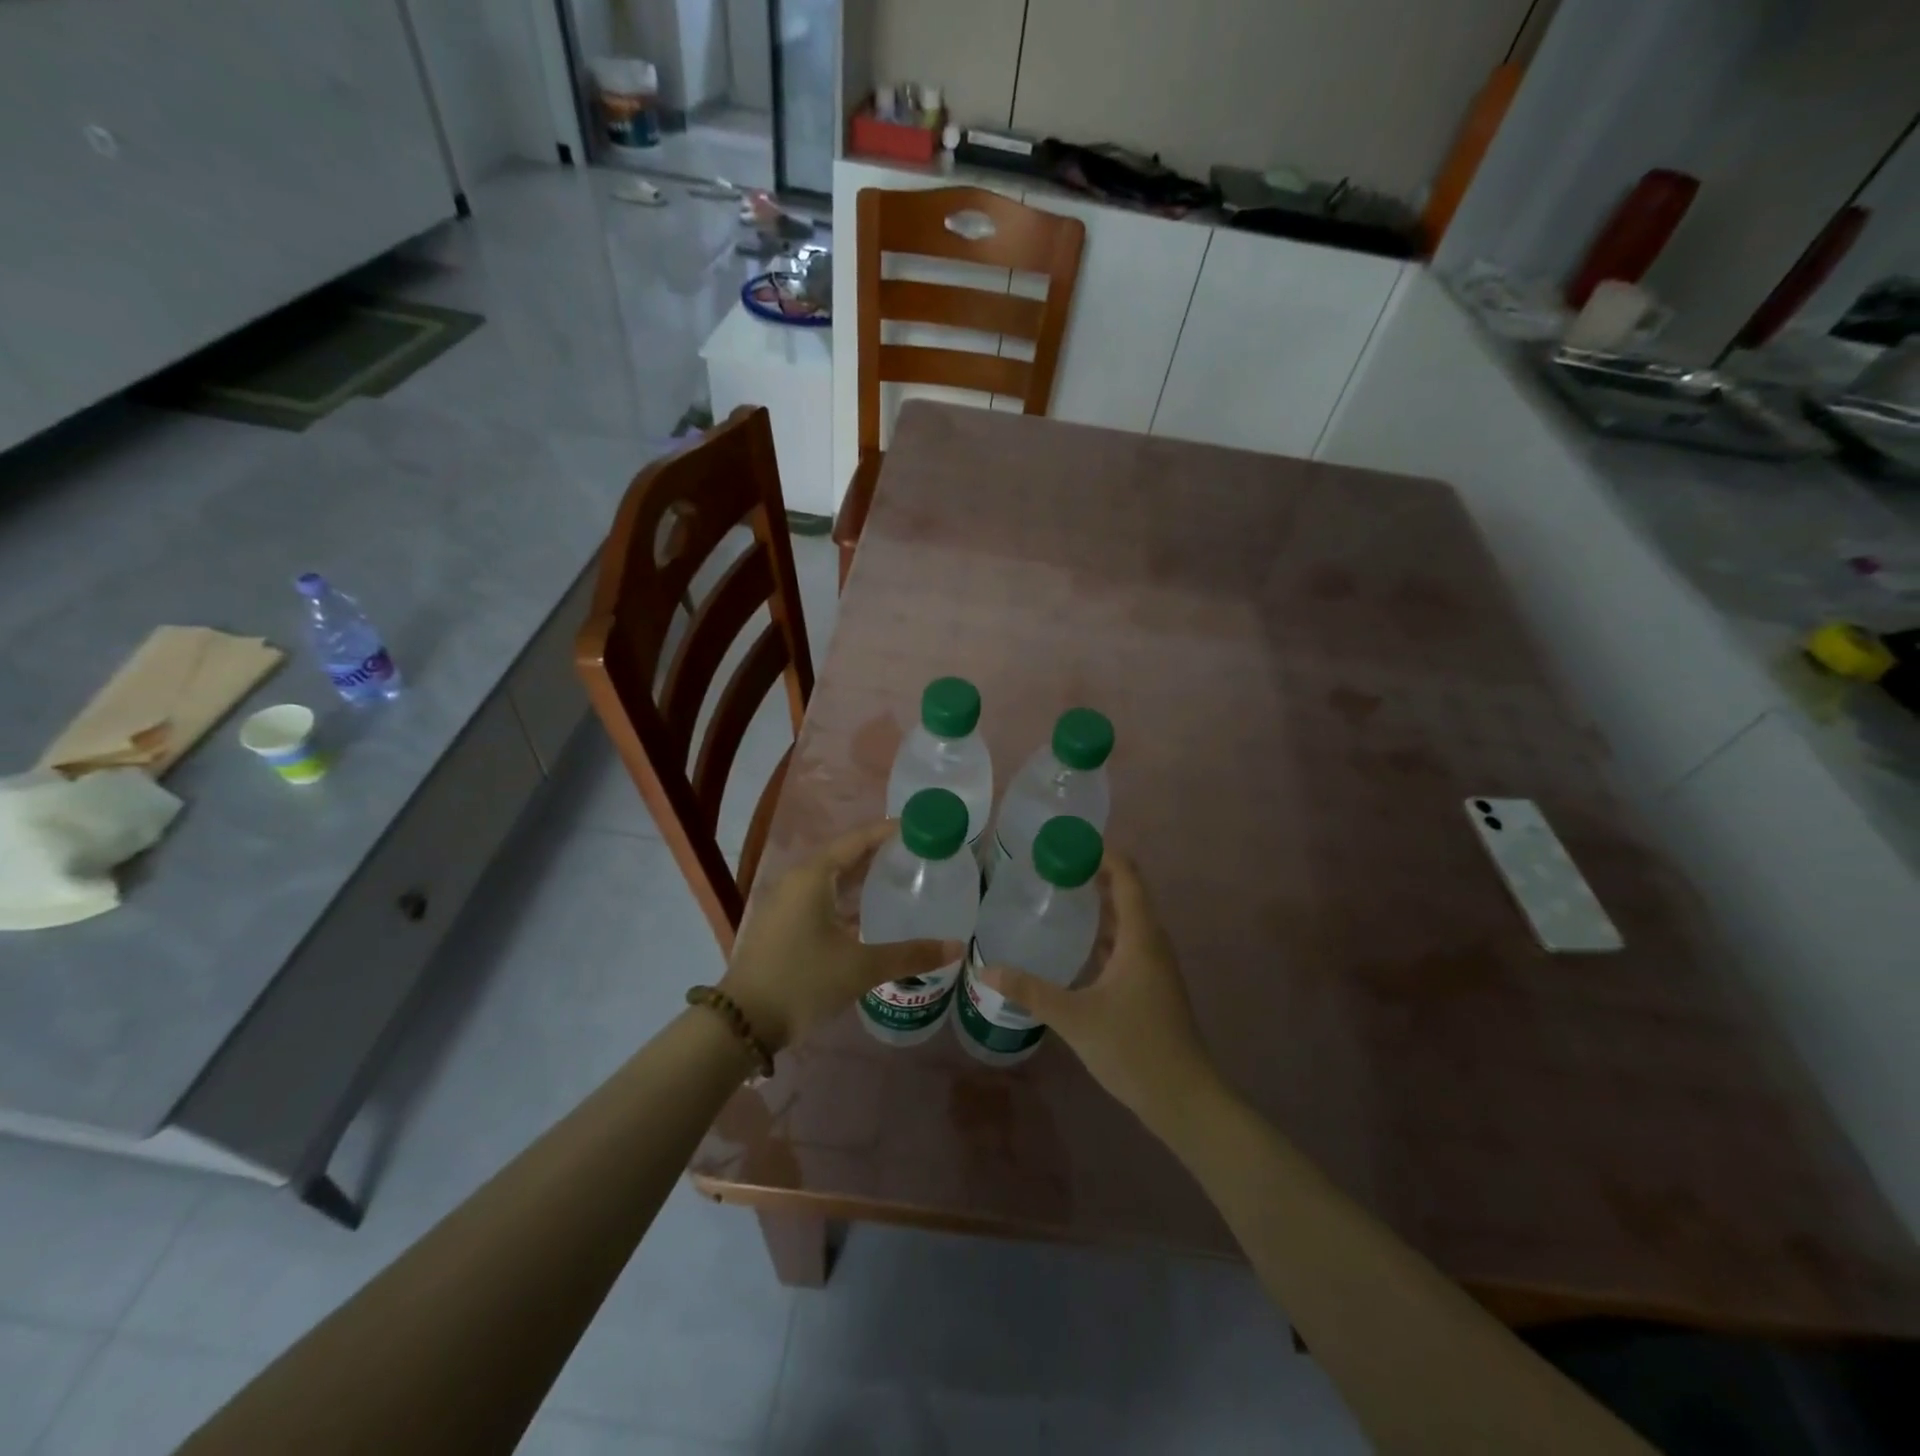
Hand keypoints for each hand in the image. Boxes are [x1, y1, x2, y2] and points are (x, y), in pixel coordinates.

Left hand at [719, 820, 962, 1050]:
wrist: (742, 1023)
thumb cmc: (802, 982)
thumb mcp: (860, 967)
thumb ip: (909, 955)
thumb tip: (956, 947)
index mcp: (813, 876)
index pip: (857, 840)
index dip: (889, 832)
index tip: (920, 828)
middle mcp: (797, 881)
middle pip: (844, 856)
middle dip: (879, 854)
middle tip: (918, 855)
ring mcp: (785, 903)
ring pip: (831, 879)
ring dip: (862, 878)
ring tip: (900, 880)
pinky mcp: (782, 924)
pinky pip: (820, 898)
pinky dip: (846, 899)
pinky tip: (869, 915)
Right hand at [977, 854, 1219, 1129]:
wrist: (1184, 1100)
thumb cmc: (1134, 1048)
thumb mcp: (1075, 1018)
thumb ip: (1031, 991)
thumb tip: (986, 968)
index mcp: (1140, 937)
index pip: (1126, 876)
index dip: (1102, 853)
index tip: (1067, 842)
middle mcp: (1152, 943)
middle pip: (1127, 893)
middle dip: (1093, 874)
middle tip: (1052, 866)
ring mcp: (1155, 966)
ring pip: (1127, 920)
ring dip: (1098, 904)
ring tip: (1058, 895)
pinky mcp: (1151, 986)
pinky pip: (1126, 944)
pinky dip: (1103, 933)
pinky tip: (1075, 945)